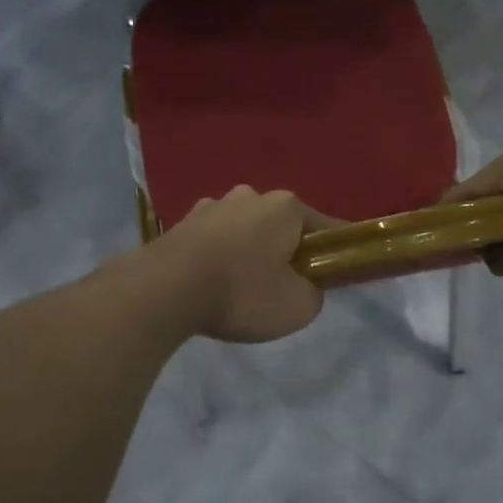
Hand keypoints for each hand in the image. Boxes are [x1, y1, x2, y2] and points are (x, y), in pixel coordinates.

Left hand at [152, 187, 328, 342]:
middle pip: (280, 226)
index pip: (325, 227)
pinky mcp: (182, 223)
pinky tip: (212, 283)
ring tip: (242, 287)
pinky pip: (214, 240)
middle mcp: (250, 196)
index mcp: (285, 206)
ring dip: (249, 252)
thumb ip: (314, 293)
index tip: (337, 271)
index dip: (334, 251)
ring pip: (244, 230)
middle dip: (286, 250)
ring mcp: (212, 206)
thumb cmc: (242, 292)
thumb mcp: (298, 306)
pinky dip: (219, 257)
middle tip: (284, 286)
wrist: (165, 290)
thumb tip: (305, 286)